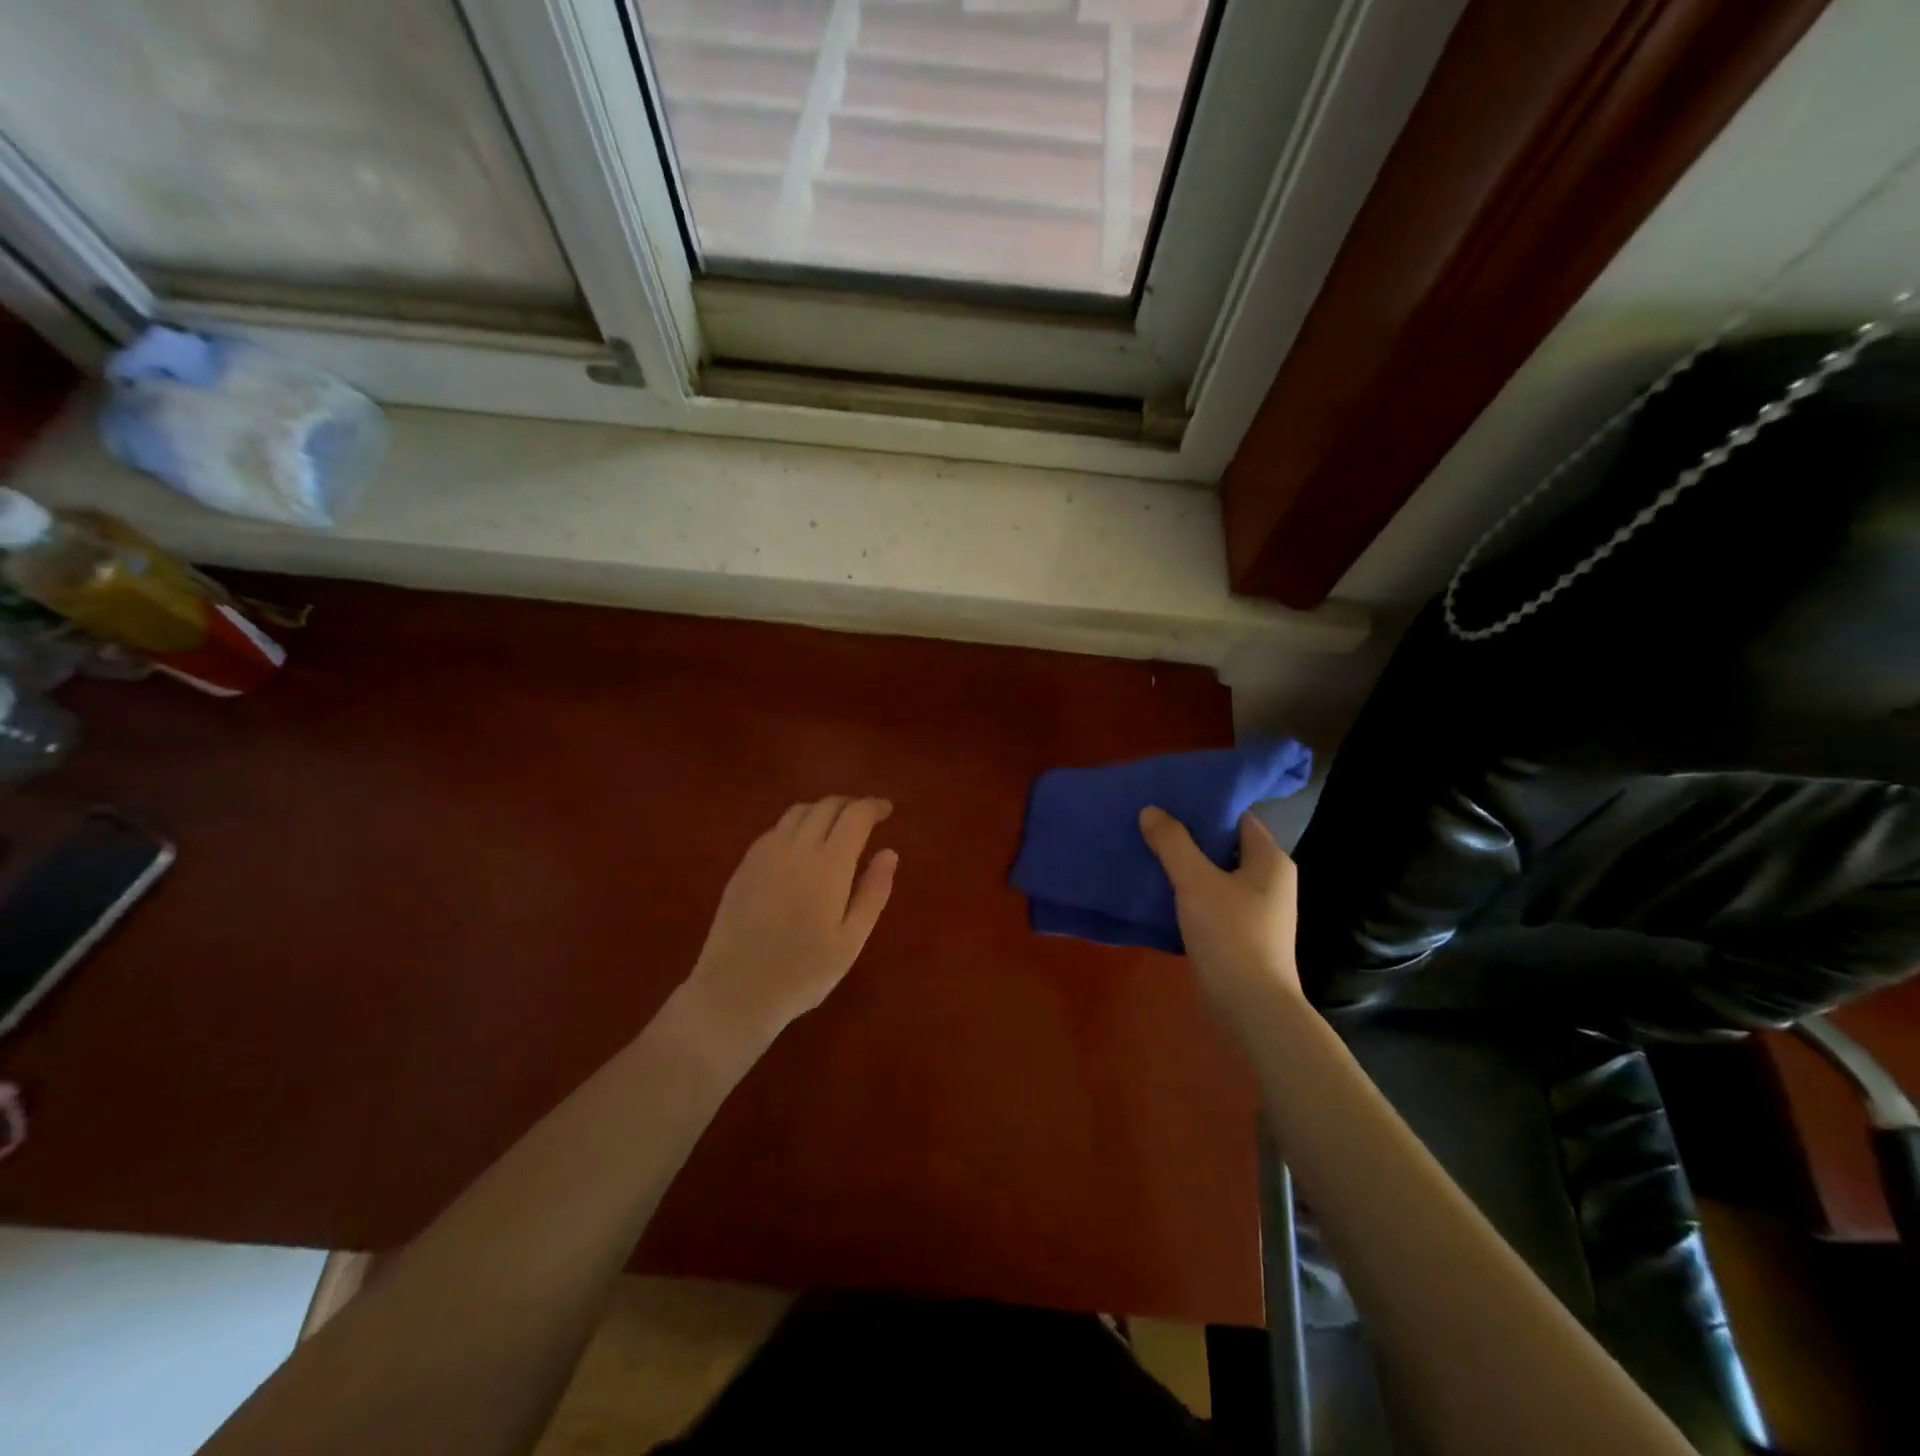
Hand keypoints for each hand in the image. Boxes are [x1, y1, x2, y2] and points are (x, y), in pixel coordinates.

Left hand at [680, 797, 897, 1054]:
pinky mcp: (745, 864)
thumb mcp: (851, 941)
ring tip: (837, 826)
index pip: (855, 816)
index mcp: (828, 865)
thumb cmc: (803, 973)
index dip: (874, 807)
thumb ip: (873, 892)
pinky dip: (798, 824)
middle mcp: (796, 848)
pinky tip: (803, 845)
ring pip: (799, 811)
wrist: (735, 991)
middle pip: (826, 806)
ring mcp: (765, 853)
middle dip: (851, 805)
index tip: (888, 810)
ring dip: (823, 810)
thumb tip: (889, 853)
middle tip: (867, 817)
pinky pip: (776, 828)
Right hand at [1139, 806, 1300, 1016]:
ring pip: (1217, 874)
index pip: (1237, 817)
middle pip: (1225, 845)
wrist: (1252, 1007)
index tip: (1168, 800)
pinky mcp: (1244, 934)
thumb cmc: (1231, 935)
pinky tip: (1161, 891)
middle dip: (1189, 836)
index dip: (1204, 807)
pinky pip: (1213, 900)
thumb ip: (1172, 843)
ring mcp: (1258, 910)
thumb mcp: (1195, 882)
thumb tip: (1151, 810)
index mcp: (1270, 859)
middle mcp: (1270, 880)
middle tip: (1151, 824)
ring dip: (1187, 866)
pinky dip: (1190, 893)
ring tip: (1148, 852)